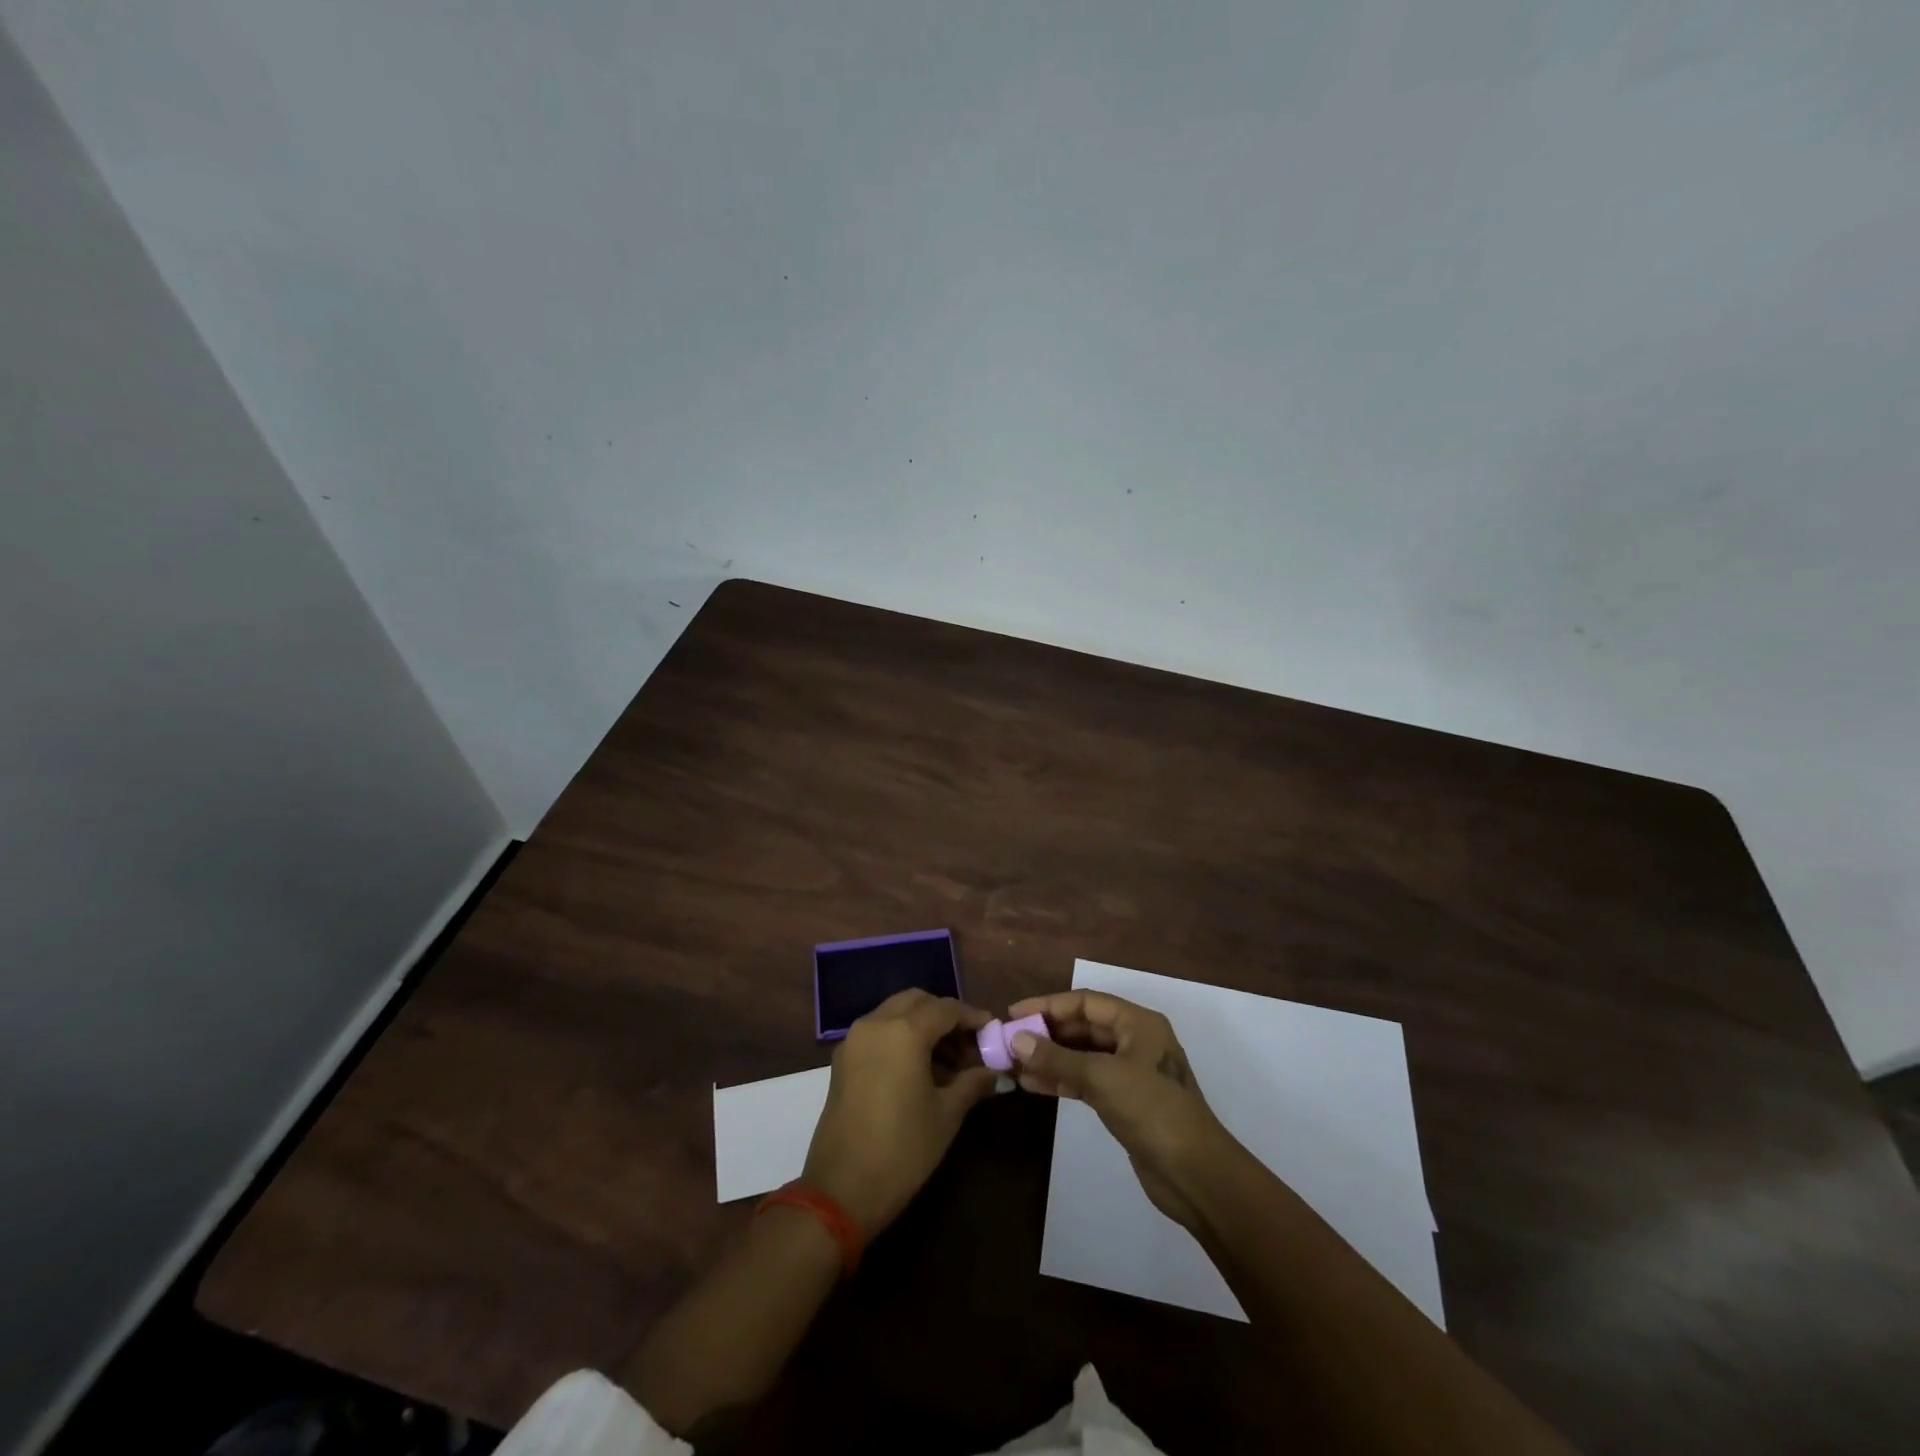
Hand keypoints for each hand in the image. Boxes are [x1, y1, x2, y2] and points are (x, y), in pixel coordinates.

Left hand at [801, 990, 999, 1236]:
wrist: (841, 1191)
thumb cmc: (902, 1150)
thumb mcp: (947, 1115)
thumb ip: (973, 1083)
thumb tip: (994, 1071)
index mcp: (904, 1032)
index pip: (946, 1008)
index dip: (972, 1017)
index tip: (991, 1032)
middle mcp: (876, 1024)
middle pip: (917, 1001)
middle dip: (945, 1016)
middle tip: (968, 1045)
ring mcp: (854, 1040)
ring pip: (895, 1013)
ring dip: (922, 1025)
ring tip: (948, 1062)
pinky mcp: (842, 1059)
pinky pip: (878, 1031)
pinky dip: (901, 1037)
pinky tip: (920, 1069)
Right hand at [1007, 989, 1237, 1229]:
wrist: (1196, 1175)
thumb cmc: (1153, 1111)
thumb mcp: (1102, 1079)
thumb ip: (1058, 1059)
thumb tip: (1017, 1040)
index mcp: (1138, 1023)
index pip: (1085, 1002)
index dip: (1048, 1005)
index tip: (1013, 1014)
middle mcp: (1135, 1040)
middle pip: (1083, 1027)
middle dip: (1047, 1033)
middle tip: (1009, 1041)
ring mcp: (1131, 1072)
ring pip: (1082, 1055)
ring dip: (1050, 1058)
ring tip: (1014, 1064)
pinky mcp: (1125, 1101)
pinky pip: (1087, 1080)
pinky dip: (1062, 1080)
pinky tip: (1034, 1085)